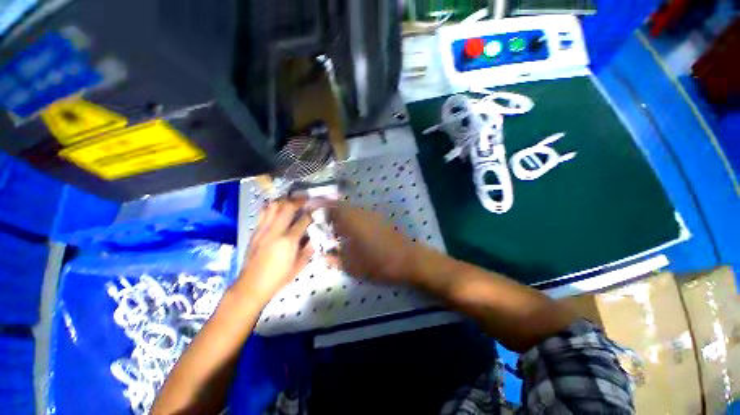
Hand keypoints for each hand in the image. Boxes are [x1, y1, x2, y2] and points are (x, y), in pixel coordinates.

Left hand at [235, 199, 312, 305]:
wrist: (251, 286)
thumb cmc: (278, 278)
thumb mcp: (300, 266)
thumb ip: (308, 249)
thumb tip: (313, 237)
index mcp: (289, 240)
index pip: (303, 220)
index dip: (311, 214)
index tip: (315, 211)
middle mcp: (276, 231)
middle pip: (287, 207)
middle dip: (298, 200)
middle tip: (305, 198)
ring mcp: (263, 230)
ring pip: (273, 206)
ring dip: (284, 201)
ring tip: (291, 201)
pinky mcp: (255, 232)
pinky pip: (263, 213)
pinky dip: (271, 207)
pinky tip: (276, 208)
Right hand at [329, 203, 419, 283]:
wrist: (409, 259)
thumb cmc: (378, 262)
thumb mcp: (352, 265)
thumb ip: (334, 259)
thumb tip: (322, 255)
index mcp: (352, 221)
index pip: (333, 206)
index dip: (321, 206)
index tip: (312, 210)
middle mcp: (362, 213)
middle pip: (342, 206)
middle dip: (330, 212)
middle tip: (323, 225)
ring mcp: (372, 215)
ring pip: (352, 210)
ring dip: (342, 216)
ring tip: (335, 230)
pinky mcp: (380, 220)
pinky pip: (361, 215)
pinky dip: (352, 220)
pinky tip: (352, 233)